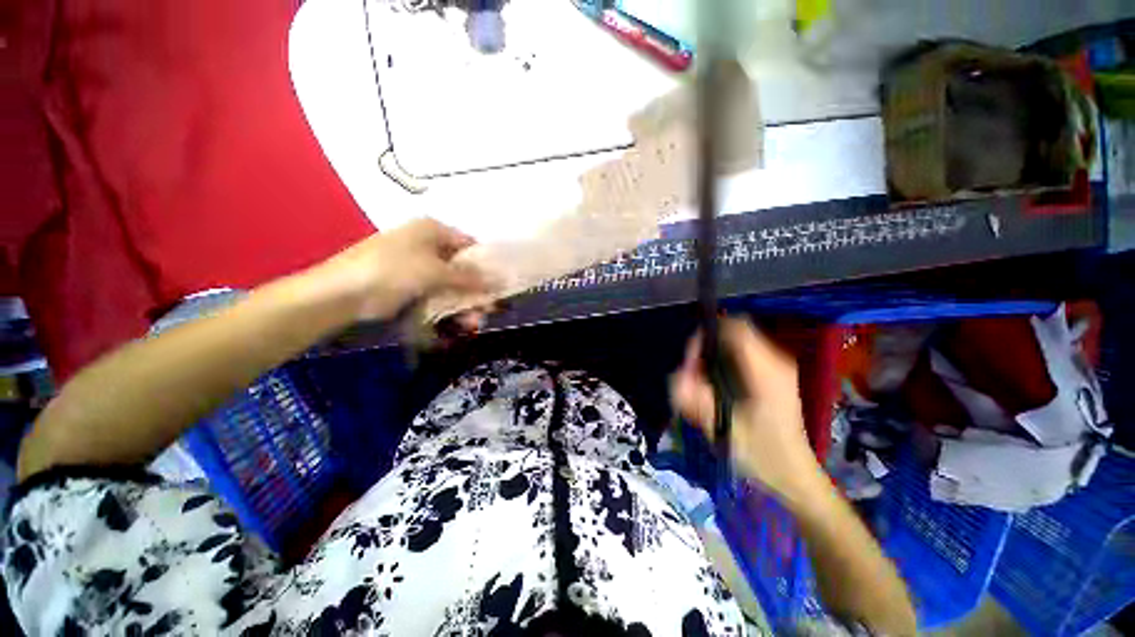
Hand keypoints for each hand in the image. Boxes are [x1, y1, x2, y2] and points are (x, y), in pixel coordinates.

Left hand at [312, 219, 489, 321]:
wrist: (341, 294)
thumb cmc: (392, 270)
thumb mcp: (435, 271)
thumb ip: (469, 277)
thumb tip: (499, 280)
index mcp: (433, 231)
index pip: (470, 245)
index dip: (487, 264)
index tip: (501, 284)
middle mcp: (428, 246)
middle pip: (463, 268)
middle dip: (477, 291)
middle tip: (489, 310)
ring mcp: (418, 267)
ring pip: (452, 285)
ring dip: (465, 304)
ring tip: (474, 323)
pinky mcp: (410, 286)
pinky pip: (438, 296)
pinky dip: (449, 309)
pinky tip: (459, 323)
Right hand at [670, 318, 825, 502]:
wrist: (792, 474)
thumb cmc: (760, 454)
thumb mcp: (720, 428)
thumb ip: (693, 400)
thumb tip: (677, 374)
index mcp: (766, 371)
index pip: (734, 328)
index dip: (707, 335)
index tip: (691, 358)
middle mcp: (775, 360)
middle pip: (732, 332)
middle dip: (706, 349)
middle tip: (693, 377)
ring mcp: (777, 366)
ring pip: (734, 342)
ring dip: (712, 357)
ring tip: (703, 386)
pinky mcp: (773, 373)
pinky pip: (739, 354)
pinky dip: (722, 363)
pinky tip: (718, 388)